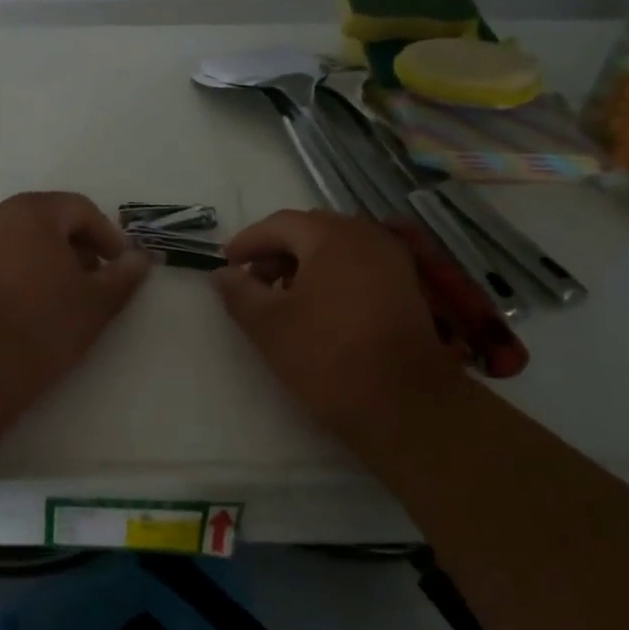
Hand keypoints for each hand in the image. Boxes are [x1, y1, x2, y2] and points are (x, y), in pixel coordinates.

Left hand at [0, 192, 150, 389]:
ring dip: (49, 260)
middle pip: (48, 220)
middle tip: (96, 279)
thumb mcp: (96, 303)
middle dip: (77, 246)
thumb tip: (140, 259)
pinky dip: (21, 272)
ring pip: (21, 240)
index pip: (80, 209)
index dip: (107, 235)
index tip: (121, 265)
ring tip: (66, 296)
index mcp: (32, 211)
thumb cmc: (43, 324)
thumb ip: (123, 276)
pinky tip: (32, 306)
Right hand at [212, 209, 467, 438]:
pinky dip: (331, 275)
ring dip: (303, 264)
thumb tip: (222, 273)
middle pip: (310, 230)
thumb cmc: (327, 357)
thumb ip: (239, 292)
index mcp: (330, 236)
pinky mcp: (405, 287)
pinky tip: (317, 307)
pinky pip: (358, 265)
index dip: (248, 242)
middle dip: (276, 251)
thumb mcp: (268, 325)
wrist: (405, 404)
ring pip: (336, 248)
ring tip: (281, 297)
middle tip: (251, 280)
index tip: (226, 263)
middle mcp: (366, 235)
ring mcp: (391, 260)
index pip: (279, 224)